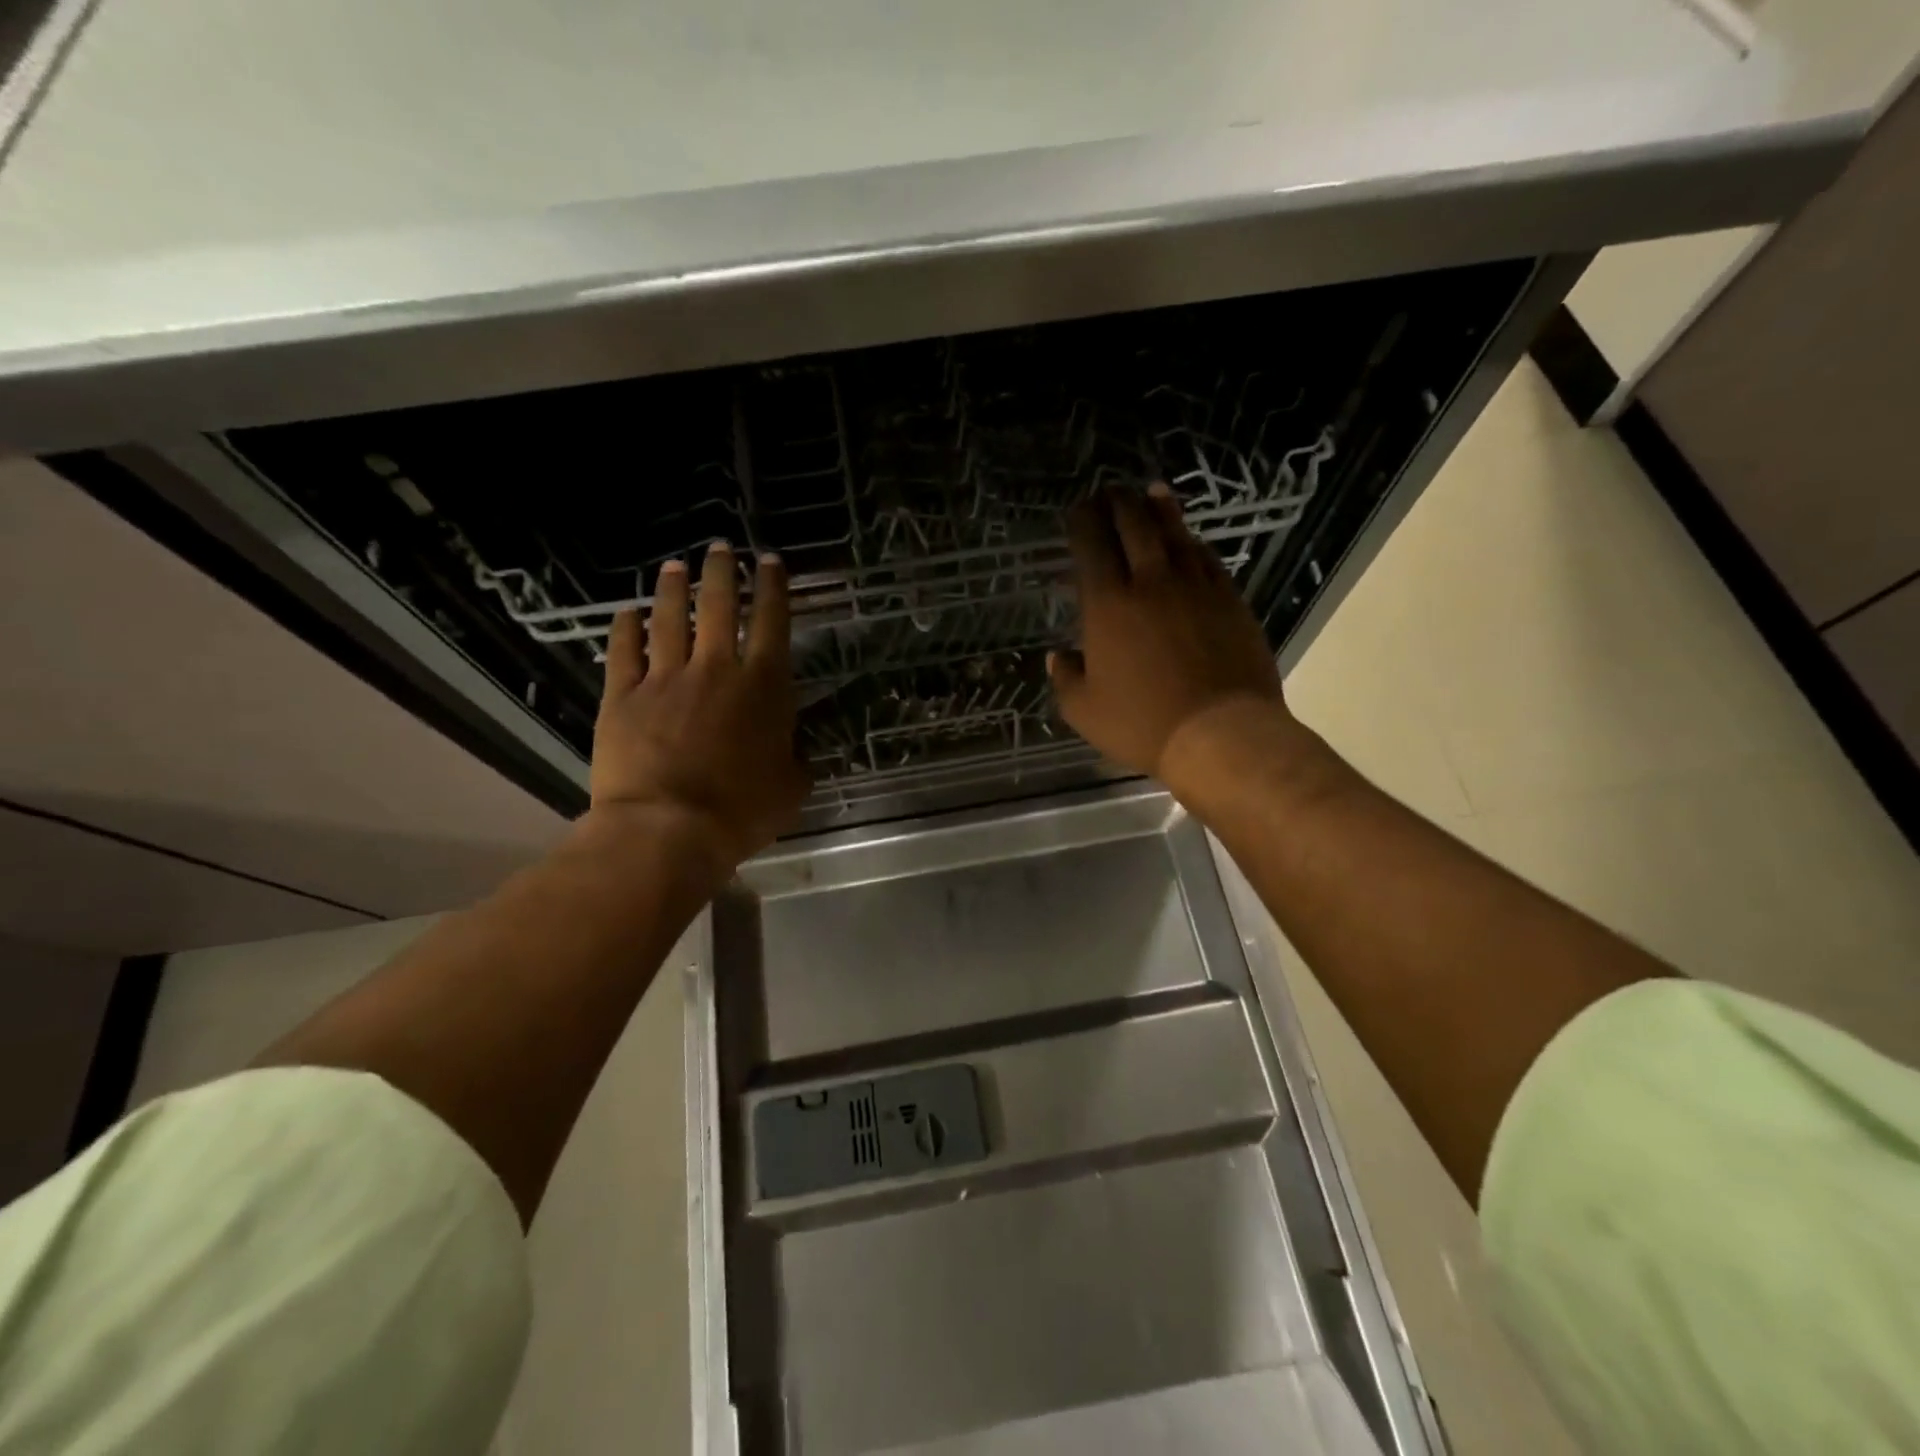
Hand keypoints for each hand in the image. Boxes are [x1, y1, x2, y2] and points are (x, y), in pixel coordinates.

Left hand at [591, 542, 809, 873]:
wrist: (668, 828)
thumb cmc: (741, 811)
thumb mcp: (792, 789)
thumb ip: (797, 760)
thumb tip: (796, 751)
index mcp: (763, 686)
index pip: (772, 622)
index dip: (774, 587)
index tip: (770, 561)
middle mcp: (716, 669)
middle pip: (720, 606)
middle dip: (723, 571)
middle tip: (721, 547)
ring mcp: (665, 678)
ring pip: (670, 619)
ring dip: (674, 588)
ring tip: (675, 565)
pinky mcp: (623, 696)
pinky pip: (624, 651)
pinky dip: (626, 627)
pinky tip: (628, 612)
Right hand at [1050, 485, 1297, 789]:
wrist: (1220, 733)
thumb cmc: (1143, 723)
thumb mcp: (1085, 711)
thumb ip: (1066, 679)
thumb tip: (1059, 657)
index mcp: (1108, 605)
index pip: (1091, 545)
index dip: (1082, 520)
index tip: (1078, 509)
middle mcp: (1151, 583)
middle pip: (1134, 526)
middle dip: (1119, 503)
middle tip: (1111, 491)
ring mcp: (1196, 587)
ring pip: (1175, 534)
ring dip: (1159, 509)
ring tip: (1151, 492)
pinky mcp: (1230, 600)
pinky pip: (1207, 559)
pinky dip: (1192, 544)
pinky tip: (1189, 541)